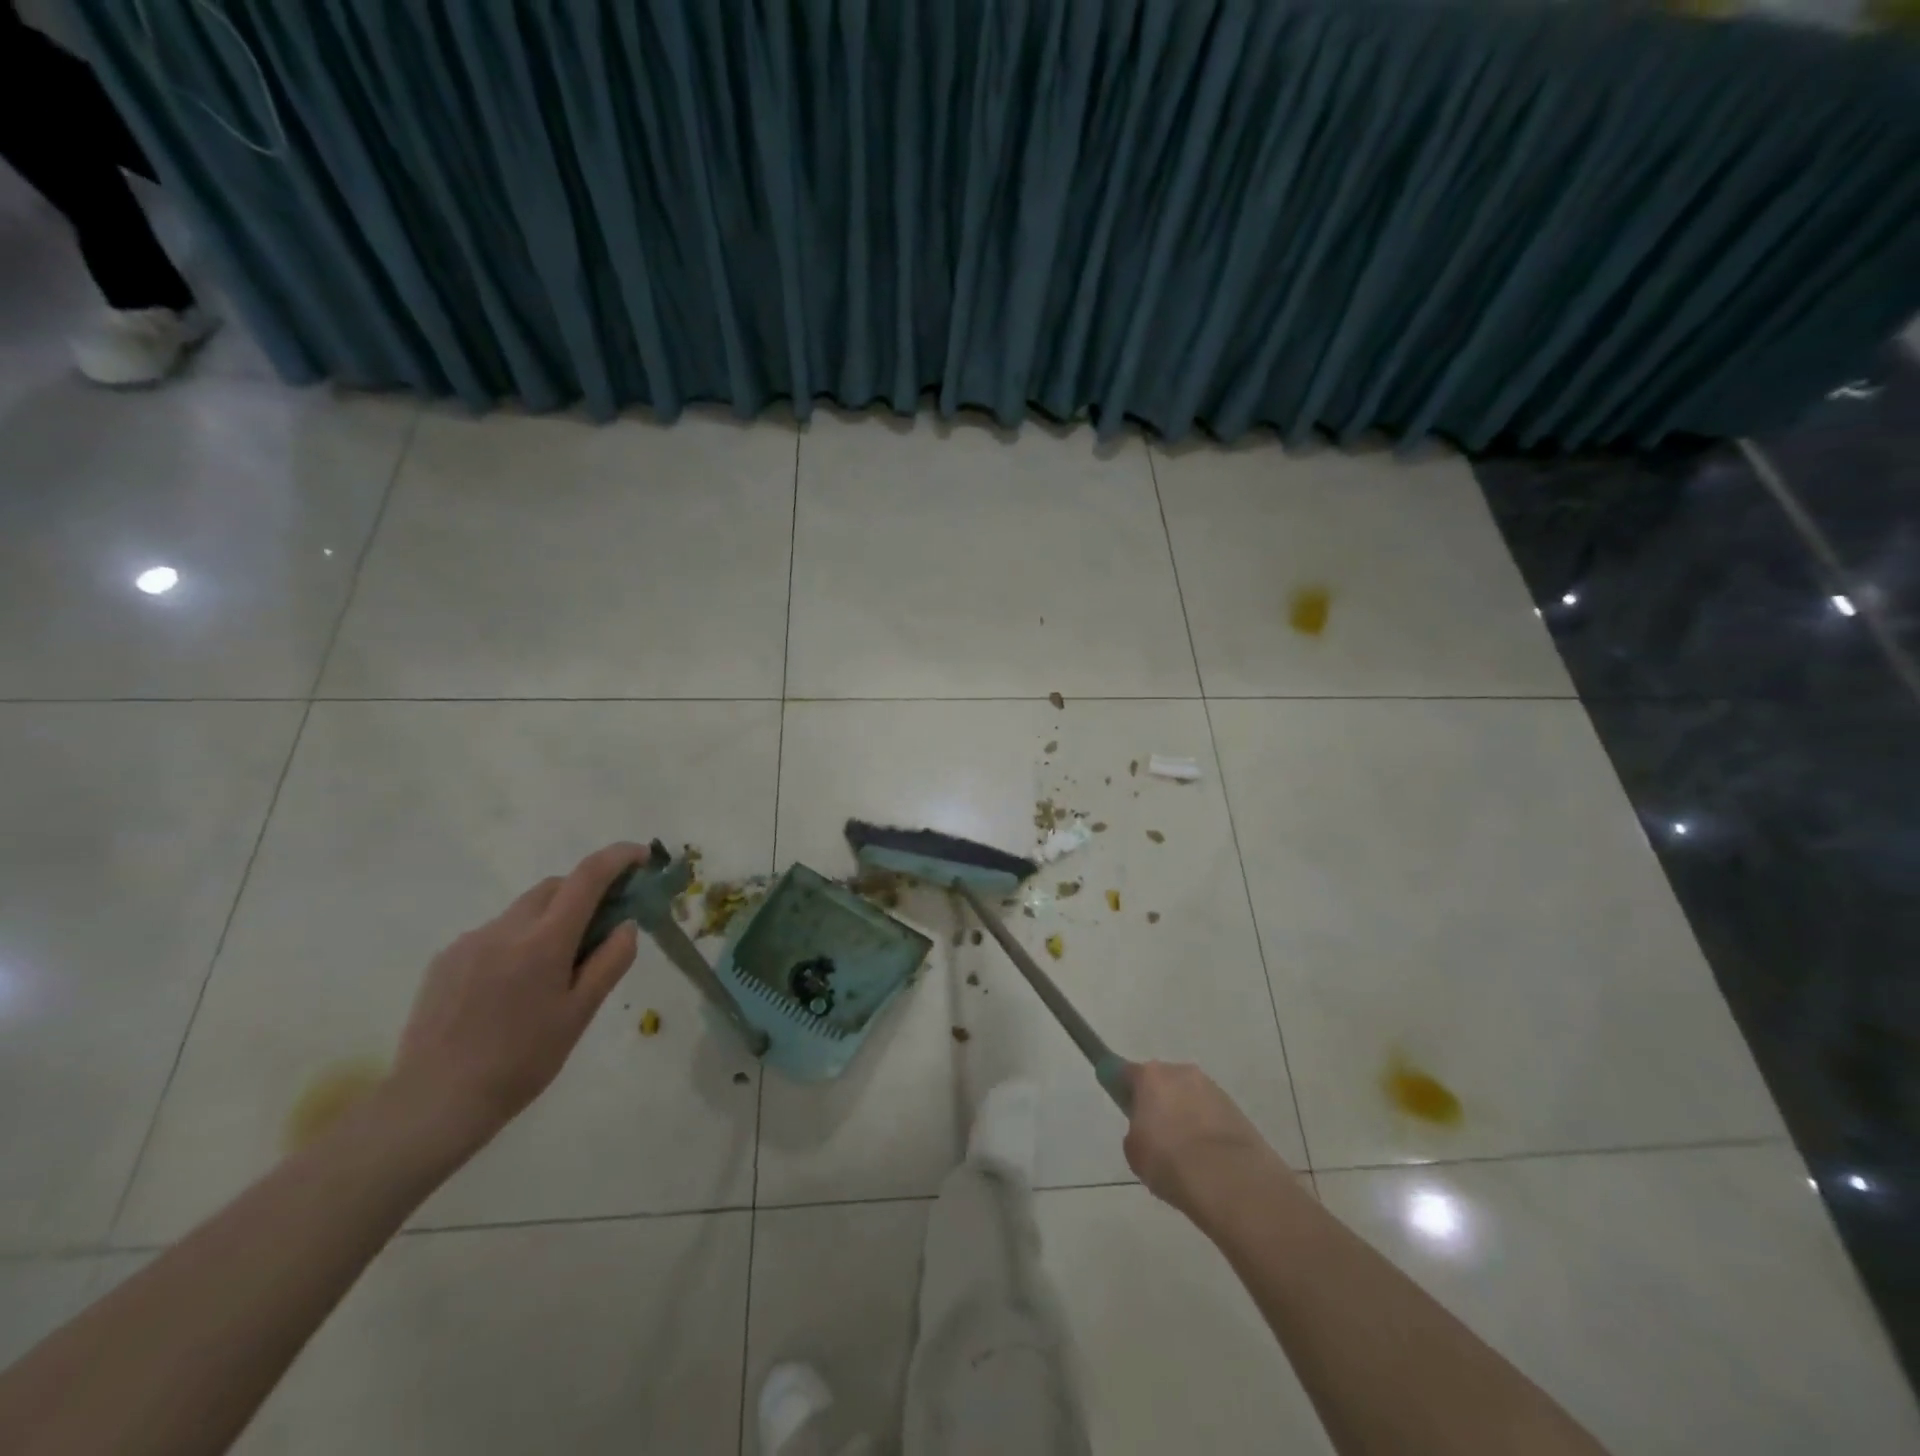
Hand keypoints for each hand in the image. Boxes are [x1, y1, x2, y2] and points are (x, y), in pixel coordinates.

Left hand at [387, 842, 646, 1154]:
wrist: (434, 1103)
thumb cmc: (522, 1061)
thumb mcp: (580, 1014)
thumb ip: (610, 962)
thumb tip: (626, 925)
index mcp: (544, 941)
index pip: (587, 877)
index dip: (618, 858)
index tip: (641, 858)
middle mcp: (506, 928)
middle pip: (554, 887)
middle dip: (583, 892)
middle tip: (602, 925)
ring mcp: (470, 942)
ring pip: (523, 910)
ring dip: (549, 919)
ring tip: (553, 969)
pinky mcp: (445, 960)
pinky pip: (494, 934)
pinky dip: (517, 942)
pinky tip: (512, 987)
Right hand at [1123, 1061, 1288, 1219]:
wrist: (1230, 1181)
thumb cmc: (1170, 1162)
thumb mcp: (1135, 1152)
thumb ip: (1135, 1132)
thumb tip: (1147, 1129)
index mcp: (1150, 1076)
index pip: (1124, 1071)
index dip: (1120, 1085)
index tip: (1121, 1100)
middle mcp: (1180, 1072)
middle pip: (1161, 1082)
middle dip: (1158, 1101)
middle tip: (1155, 1135)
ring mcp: (1211, 1088)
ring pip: (1188, 1097)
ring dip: (1184, 1114)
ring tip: (1186, 1153)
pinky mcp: (1235, 1108)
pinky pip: (1211, 1114)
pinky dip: (1206, 1128)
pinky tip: (1206, 1158)